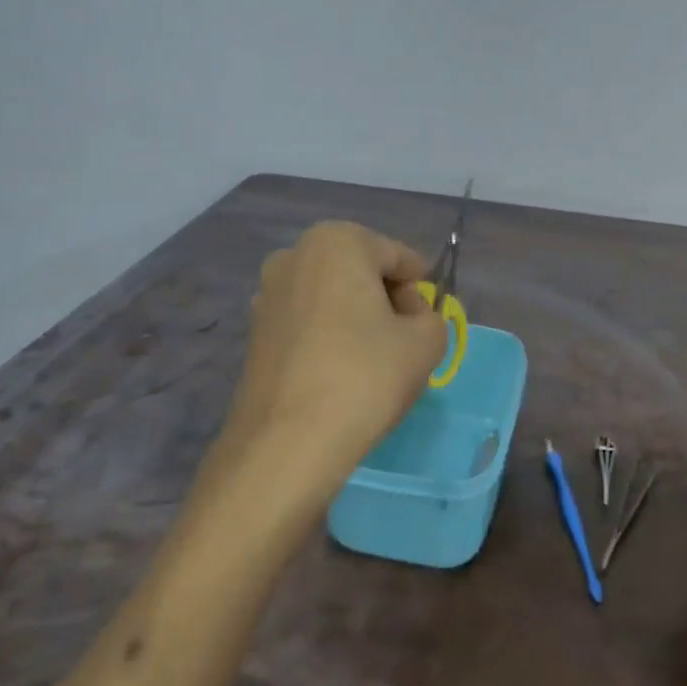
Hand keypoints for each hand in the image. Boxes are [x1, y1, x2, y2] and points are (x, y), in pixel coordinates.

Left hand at [213, 221, 446, 513]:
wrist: (287, 444)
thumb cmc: (365, 377)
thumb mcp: (426, 343)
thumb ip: (432, 318)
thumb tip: (411, 318)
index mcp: (338, 241)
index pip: (399, 258)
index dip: (420, 291)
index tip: (428, 325)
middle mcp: (295, 255)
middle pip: (362, 272)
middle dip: (387, 301)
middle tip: (405, 344)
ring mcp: (268, 294)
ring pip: (333, 298)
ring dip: (357, 320)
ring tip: (373, 363)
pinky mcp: (254, 332)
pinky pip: (308, 322)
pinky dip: (329, 338)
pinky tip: (340, 375)